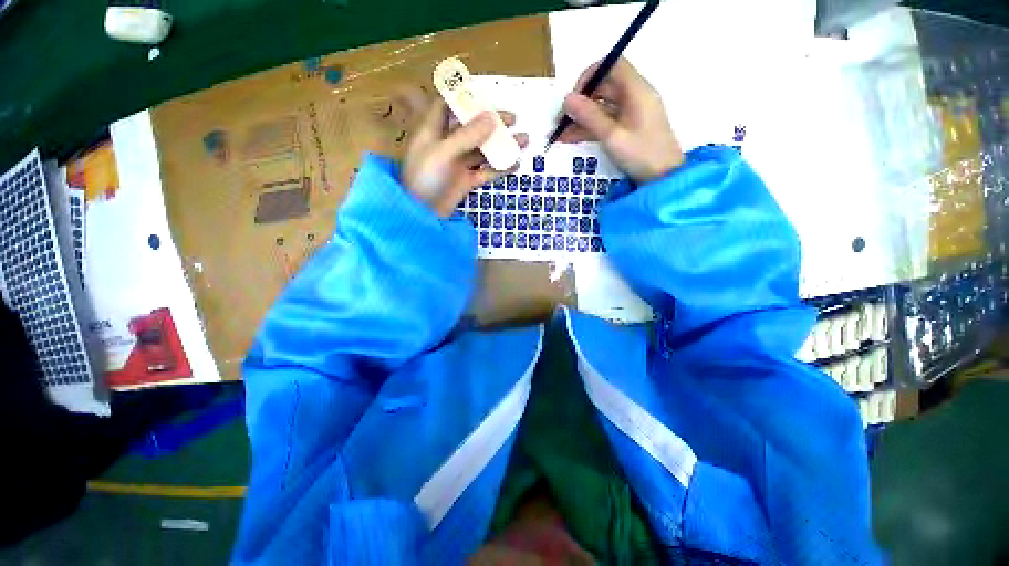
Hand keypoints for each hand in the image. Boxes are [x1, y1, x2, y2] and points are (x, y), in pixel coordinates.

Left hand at [401, 93, 527, 216]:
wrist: (422, 215)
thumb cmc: (425, 179)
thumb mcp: (444, 152)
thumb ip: (467, 135)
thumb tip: (492, 117)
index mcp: (433, 131)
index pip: (446, 105)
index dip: (462, 98)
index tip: (485, 94)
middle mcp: (446, 145)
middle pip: (470, 128)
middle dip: (491, 122)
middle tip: (513, 120)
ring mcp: (457, 165)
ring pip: (482, 151)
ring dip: (501, 146)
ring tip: (523, 141)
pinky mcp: (465, 182)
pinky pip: (485, 172)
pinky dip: (499, 168)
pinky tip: (514, 165)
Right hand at [559, 58, 683, 183]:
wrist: (663, 178)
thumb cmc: (641, 155)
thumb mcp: (612, 136)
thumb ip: (590, 116)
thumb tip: (567, 99)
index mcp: (636, 90)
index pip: (612, 65)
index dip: (590, 75)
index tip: (574, 96)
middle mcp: (634, 97)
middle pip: (604, 88)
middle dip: (580, 102)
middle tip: (561, 120)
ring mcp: (630, 114)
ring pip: (601, 108)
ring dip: (580, 119)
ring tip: (559, 135)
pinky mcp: (627, 129)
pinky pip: (604, 123)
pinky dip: (588, 129)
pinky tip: (570, 139)